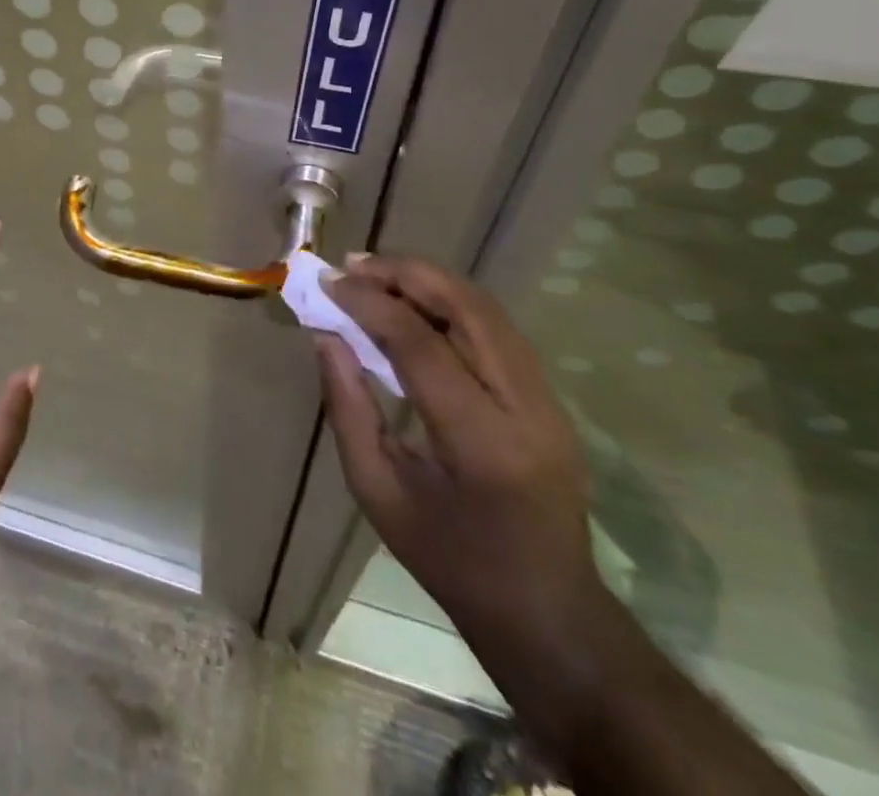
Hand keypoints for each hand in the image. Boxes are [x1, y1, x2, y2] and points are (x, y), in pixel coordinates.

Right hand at [314, 254, 607, 663]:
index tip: (328, 283)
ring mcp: (549, 402)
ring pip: (489, 310)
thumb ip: (348, 408)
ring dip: (430, 281)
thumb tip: (327, 336)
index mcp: (481, 444)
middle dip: (407, 274)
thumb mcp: (378, 492)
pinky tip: (414, 304)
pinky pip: (498, 330)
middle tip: (354, 265)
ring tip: (377, 274)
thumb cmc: (450, 560)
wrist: (548, 613)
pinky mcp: (552, 399)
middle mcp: (526, 409)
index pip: (421, 345)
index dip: (370, 303)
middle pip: (469, 308)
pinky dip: (451, 303)